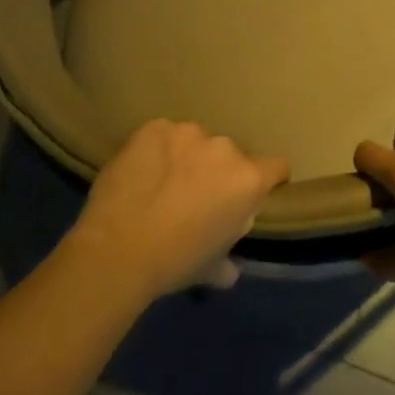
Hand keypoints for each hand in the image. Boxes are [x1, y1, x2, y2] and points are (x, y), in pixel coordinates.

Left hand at [68, 119, 289, 300]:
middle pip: (231, 155)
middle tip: (195, 195)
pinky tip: (141, 172)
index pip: (277, 167)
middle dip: (218, 171)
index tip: (251, 195)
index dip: (268, 181)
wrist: (117, 249)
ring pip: (196, 141)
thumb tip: (230, 267)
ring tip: (163, 181)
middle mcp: (225, 148)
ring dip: (187, 157)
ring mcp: (187, 133)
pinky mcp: (153, 127)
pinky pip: (163, 135)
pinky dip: (157, 149)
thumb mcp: (212, 268)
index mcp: (248, 180)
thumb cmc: (174, 262)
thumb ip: (229, 260)